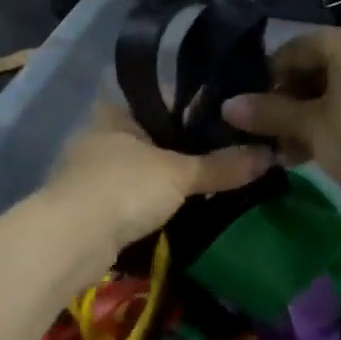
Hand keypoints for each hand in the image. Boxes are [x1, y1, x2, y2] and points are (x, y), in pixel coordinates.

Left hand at [40, 102, 273, 252]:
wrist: (69, 242)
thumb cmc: (122, 188)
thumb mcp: (179, 174)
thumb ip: (223, 165)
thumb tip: (271, 155)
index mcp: (117, 108)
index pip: (167, 97)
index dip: (200, 106)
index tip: (235, 117)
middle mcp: (103, 132)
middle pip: (158, 133)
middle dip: (190, 146)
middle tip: (234, 151)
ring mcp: (95, 169)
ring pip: (148, 165)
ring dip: (174, 176)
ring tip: (220, 179)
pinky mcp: (95, 203)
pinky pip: (138, 193)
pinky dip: (159, 199)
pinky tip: (189, 205)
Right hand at [220, 24, 340, 207]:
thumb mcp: (310, 127)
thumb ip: (269, 112)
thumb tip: (227, 106)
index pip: (296, 49)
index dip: (268, 78)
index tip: (252, 108)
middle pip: (319, 67)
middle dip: (291, 101)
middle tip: (271, 134)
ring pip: (340, 86)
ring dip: (311, 115)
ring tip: (291, 149)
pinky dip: (338, 117)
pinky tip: (320, 148)